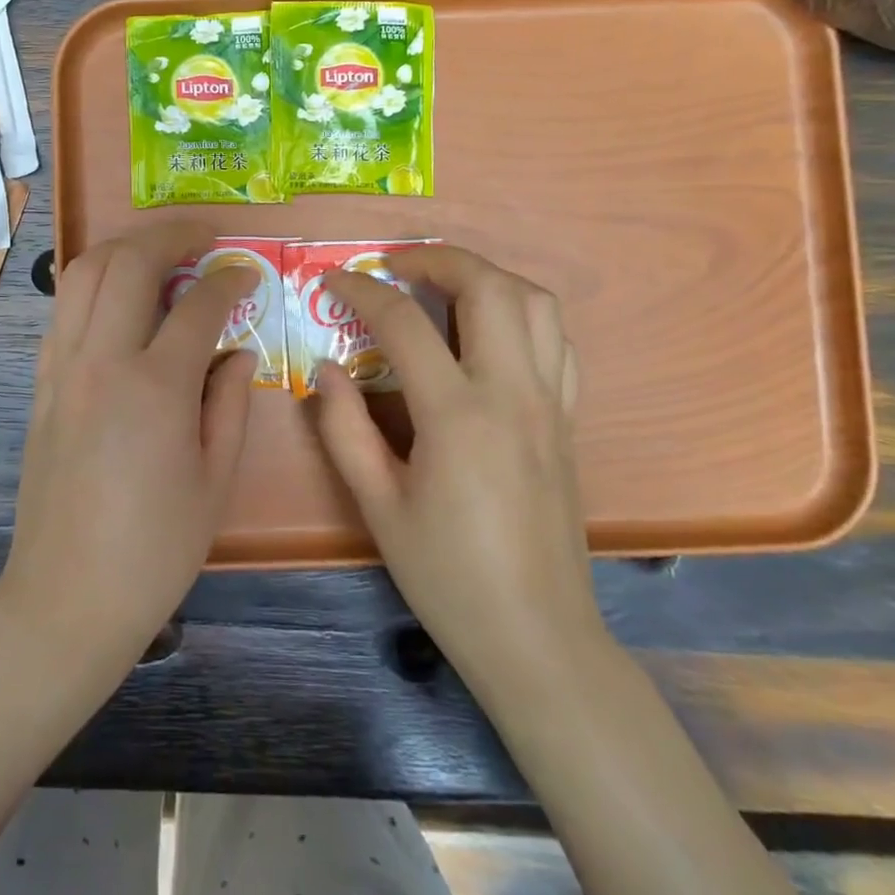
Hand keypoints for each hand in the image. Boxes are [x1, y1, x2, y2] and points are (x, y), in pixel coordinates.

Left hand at [0, 221, 257, 672]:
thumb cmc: (155, 549)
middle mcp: (101, 361)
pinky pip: (64, 309)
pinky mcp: (40, 382)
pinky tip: (120, 300)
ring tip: (160, 251)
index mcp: (155, 387)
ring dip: (125, 247)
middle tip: (205, 235)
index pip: (198, 304)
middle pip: (129, 262)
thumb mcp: (215, 480)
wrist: (67, 596)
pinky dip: (94, 284)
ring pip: (84, 272)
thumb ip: (230, 401)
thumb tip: (236, 350)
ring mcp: (61, 367)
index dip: (230, 279)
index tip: (249, 273)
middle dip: (171, 234)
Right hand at [315, 246, 603, 687]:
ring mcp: (549, 403)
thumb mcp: (377, 506)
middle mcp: (512, 393)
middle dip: (437, 258)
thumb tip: (326, 368)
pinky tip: (489, 330)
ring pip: (536, 302)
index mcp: (456, 415)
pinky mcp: (568, 419)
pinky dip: (522, 312)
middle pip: (488, 286)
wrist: (537, 636)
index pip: (403, 322)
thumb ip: (344, 428)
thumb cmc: (447, 575)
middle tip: (395, 265)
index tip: (333, 281)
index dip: (361, 290)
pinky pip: (557, 341)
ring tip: (442, 284)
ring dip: (487, 275)